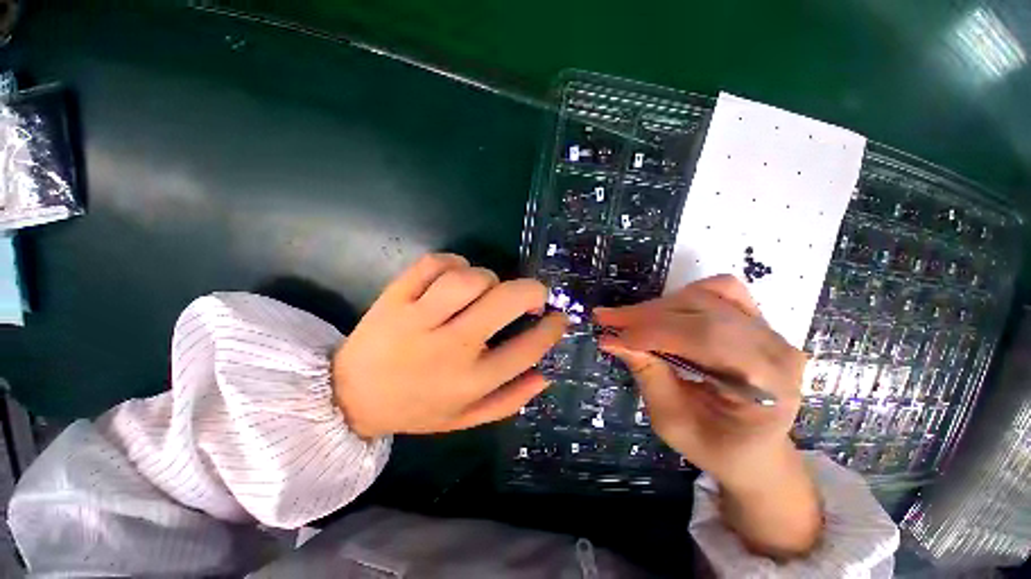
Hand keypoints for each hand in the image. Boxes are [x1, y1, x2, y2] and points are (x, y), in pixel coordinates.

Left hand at [332, 253, 567, 438]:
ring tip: (485, 290)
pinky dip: (452, 262)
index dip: (552, 328)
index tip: (558, 318)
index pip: (527, 348)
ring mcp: (417, 319)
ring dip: (488, 277)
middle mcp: (449, 348)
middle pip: (504, 301)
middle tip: (533, 294)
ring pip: (469, 278)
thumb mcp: (467, 418)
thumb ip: (510, 399)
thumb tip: (546, 374)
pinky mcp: (393, 298)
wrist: (350, 397)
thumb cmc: (416, 408)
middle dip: (531, 290)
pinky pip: (433, 263)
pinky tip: (454, 276)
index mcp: (470, 381)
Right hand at [594, 275, 819, 557]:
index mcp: (768, 383)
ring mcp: (769, 330)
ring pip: (707, 295)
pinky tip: (663, 313)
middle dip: (645, 315)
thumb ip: (648, 375)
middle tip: (606, 319)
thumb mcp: (673, 423)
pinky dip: (684, 297)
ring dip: (659, 306)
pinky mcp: (756, 321)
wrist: (755, 451)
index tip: (609, 335)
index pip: (703, 338)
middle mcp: (775, 348)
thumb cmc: (716, 447)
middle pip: (702, 311)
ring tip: (630, 320)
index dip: (650, 333)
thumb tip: (614, 340)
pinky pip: (719, 291)